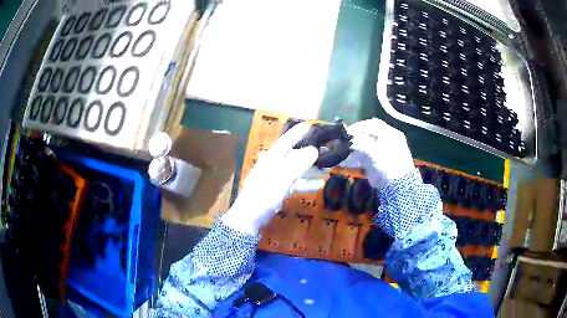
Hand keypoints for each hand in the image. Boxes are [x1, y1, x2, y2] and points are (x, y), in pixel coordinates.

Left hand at [222, 122, 321, 234]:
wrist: (249, 218)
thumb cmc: (263, 195)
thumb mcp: (281, 178)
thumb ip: (298, 163)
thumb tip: (314, 150)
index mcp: (272, 158)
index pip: (286, 140)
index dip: (298, 133)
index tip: (309, 125)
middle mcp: (274, 165)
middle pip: (294, 154)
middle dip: (309, 151)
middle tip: (325, 148)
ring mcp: (276, 179)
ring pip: (297, 169)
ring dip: (311, 168)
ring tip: (327, 166)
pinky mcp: (279, 191)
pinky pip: (296, 183)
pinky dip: (307, 183)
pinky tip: (319, 184)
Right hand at [340, 118, 414, 189]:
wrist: (397, 186)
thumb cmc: (389, 164)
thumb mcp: (375, 151)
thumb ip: (360, 143)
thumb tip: (347, 139)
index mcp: (390, 134)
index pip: (373, 125)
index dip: (359, 126)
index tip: (347, 131)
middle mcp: (385, 141)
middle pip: (367, 135)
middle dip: (353, 138)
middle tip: (341, 141)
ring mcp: (380, 153)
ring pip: (362, 147)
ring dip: (350, 149)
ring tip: (339, 152)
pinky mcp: (375, 163)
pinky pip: (361, 158)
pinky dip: (352, 160)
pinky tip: (342, 162)